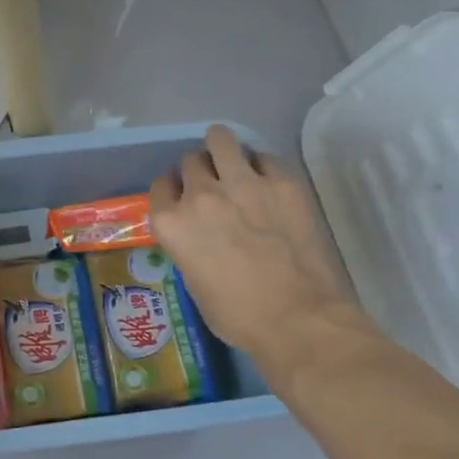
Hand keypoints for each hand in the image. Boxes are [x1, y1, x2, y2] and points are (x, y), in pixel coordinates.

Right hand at [148, 126, 386, 395]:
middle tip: (215, 187)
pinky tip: (268, 183)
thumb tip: (201, 234)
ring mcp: (243, 183)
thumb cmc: (237, 315)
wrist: (297, 319)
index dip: (173, 190)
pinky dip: (261, 166)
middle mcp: (200, 195)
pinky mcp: (282, 182)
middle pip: (190, 161)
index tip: (183, 197)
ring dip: (223, 149)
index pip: (161, 185)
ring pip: (221, 140)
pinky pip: (264, 158)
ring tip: (234, 162)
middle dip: (200, 171)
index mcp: (172, 223)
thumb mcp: (193, 281)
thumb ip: (189, 244)